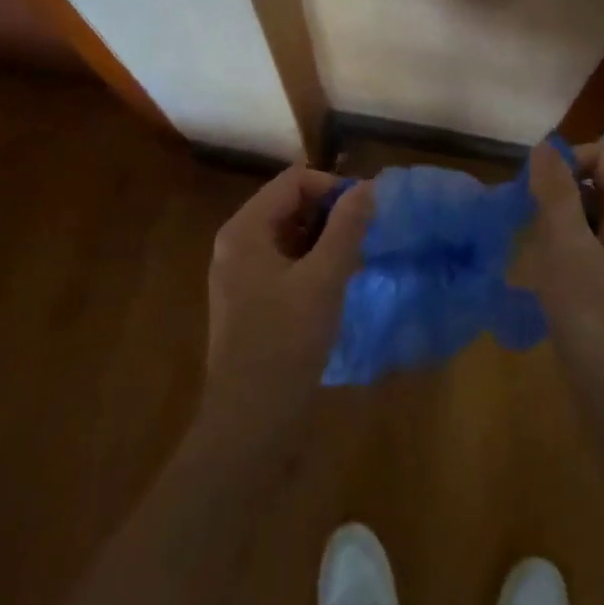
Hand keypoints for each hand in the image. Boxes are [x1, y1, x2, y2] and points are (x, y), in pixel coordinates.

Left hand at [199, 168, 372, 445]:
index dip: (332, 187)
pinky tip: (336, 286)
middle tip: (365, 238)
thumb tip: (367, 186)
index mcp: (245, 230)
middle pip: (289, 204)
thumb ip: (346, 228)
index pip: (294, 181)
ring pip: (289, 235)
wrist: (250, 424)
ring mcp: (240, 274)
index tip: (366, 213)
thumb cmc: (286, 344)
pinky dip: (312, 263)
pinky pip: (284, 262)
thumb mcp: (324, 279)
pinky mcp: (249, 301)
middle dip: (330, 214)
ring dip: (324, 240)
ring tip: (355, 261)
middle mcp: (236, 243)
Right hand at [521, 140, 603, 427]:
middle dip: (561, 198)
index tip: (534, 196)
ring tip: (543, 262)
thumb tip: (545, 146)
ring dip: (562, 227)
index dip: (567, 163)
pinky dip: (571, 252)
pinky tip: (555, 283)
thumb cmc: (595, 322)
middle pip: (599, 183)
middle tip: (535, 234)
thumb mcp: (566, 250)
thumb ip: (555, 193)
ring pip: (593, 215)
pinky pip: (596, 246)